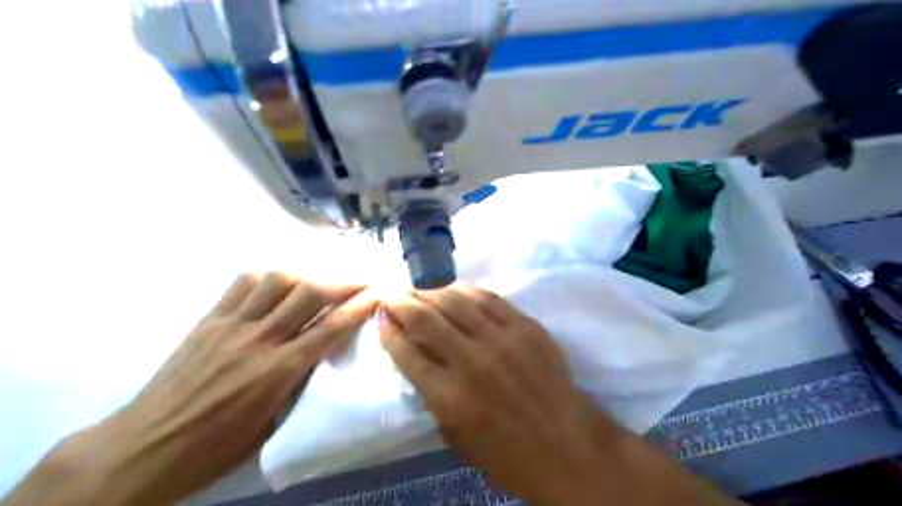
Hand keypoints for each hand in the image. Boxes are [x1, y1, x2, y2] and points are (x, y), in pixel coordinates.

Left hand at [10, 275, 377, 505]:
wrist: (144, 449)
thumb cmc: (215, 447)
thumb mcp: (272, 425)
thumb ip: (300, 382)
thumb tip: (320, 353)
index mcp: (278, 372)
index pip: (331, 327)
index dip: (360, 306)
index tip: (379, 293)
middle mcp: (259, 340)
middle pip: (310, 293)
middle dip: (344, 280)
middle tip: (362, 279)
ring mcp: (231, 325)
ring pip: (277, 280)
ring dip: (307, 274)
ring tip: (321, 280)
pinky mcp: (209, 320)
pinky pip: (242, 284)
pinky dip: (269, 277)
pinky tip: (279, 282)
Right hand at [377, 285, 739, 504]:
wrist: (568, 447)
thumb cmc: (507, 454)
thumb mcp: (455, 437)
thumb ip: (431, 395)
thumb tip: (417, 356)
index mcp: (448, 397)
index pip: (405, 351)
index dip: (387, 329)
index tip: (380, 317)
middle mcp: (471, 361)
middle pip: (424, 318)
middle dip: (400, 301)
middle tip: (392, 294)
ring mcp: (501, 339)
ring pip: (455, 300)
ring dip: (430, 291)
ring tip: (420, 290)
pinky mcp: (526, 327)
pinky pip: (489, 298)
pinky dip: (466, 290)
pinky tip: (454, 289)